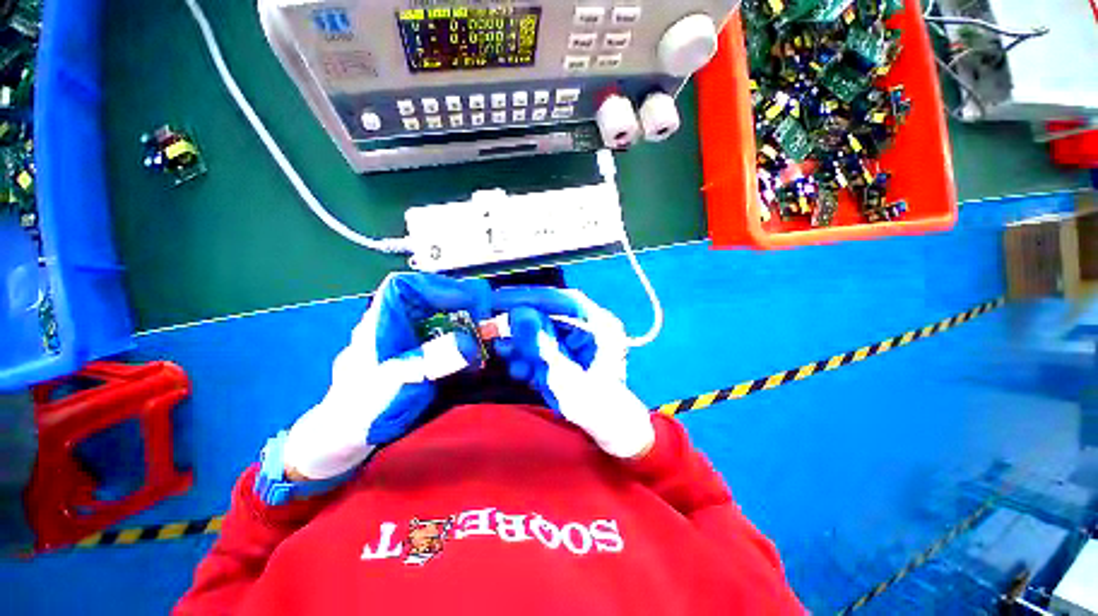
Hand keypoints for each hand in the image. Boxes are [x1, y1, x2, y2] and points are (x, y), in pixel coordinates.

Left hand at [282, 273, 491, 479]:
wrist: (347, 435)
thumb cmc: (362, 407)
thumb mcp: (397, 382)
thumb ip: (430, 361)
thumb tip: (469, 344)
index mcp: (379, 323)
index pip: (404, 286)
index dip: (437, 286)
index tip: (466, 298)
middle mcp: (392, 325)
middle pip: (426, 299)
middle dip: (457, 304)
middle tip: (483, 316)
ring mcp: (404, 340)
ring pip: (436, 318)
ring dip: (462, 322)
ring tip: (482, 333)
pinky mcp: (415, 354)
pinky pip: (441, 338)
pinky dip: (459, 340)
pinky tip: (471, 353)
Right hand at [493, 289, 653, 458]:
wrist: (608, 427)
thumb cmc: (596, 407)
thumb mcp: (566, 379)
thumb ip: (542, 346)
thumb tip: (518, 314)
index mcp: (599, 324)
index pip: (560, 300)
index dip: (528, 297)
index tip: (498, 299)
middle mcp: (588, 324)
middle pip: (547, 314)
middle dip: (522, 330)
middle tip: (502, 342)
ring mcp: (577, 336)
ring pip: (540, 329)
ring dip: (522, 345)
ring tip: (514, 362)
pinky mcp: (566, 347)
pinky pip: (540, 343)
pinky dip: (527, 355)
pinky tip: (522, 370)